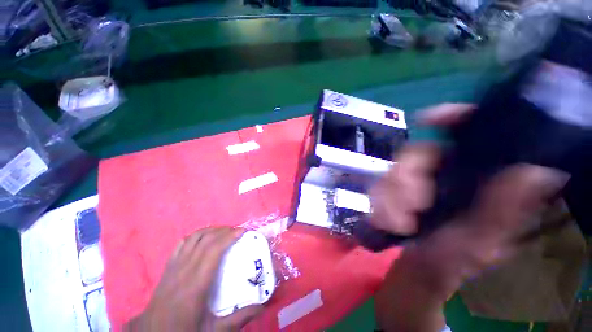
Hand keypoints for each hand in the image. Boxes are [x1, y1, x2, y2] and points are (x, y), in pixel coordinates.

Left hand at [125, 227, 262, 331]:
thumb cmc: (184, 330)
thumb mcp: (214, 330)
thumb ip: (239, 319)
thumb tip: (262, 306)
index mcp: (197, 283)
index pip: (214, 250)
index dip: (229, 236)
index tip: (243, 231)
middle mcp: (185, 269)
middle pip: (206, 239)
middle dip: (224, 230)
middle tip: (238, 230)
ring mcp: (175, 266)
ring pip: (194, 237)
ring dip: (211, 230)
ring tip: (224, 231)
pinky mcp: (168, 266)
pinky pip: (182, 243)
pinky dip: (196, 235)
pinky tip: (204, 238)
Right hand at [372, 103, 568, 330]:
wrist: (414, 273)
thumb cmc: (450, 265)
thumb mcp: (480, 244)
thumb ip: (502, 211)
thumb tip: (534, 170)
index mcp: (478, 182)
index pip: (472, 135)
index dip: (455, 119)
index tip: (428, 118)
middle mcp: (448, 175)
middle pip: (419, 153)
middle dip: (405, 178)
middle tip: (407, 207)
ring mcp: (418, 182)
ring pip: (394, 169)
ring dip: (389, 194)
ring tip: (393, 222)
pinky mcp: (397, 191)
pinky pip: (381, 183)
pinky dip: (380, 199)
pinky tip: (384, 218)